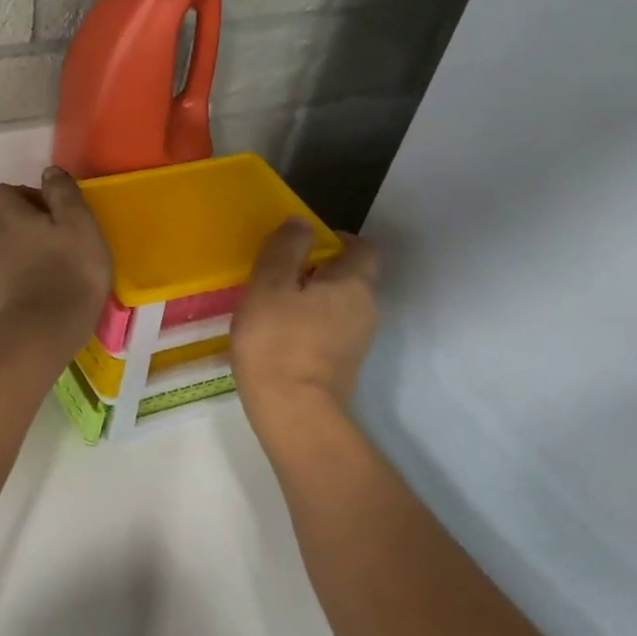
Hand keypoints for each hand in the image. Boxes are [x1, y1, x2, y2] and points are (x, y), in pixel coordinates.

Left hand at [0, 167, 112, 346]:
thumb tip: (49, 171)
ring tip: (49, 261)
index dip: (26, 196)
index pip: (3, 191)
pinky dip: (17, 272)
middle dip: (19, 221)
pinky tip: (42, 285)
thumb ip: (63, 193)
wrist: (40, 333)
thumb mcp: (80, 224)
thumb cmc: (68, 273)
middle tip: (53, 236)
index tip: (54, 212)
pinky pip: (2, 272)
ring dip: (17, 247)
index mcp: (8, 214)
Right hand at [232, 223, 380, 429]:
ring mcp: (358, 342)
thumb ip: (284, 250)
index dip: (338, 239)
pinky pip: (329, 331)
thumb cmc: (278, 342)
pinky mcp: (343, 366)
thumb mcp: (269, 286)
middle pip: (350, 278)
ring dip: (312, 300)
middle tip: (278, 273)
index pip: (362, 248)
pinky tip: (279, 336)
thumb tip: (302, 223)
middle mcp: (366, 309)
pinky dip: (309, 325)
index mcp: (353, 284)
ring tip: (273, 306)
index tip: (304, 243)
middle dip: (319, 270)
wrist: (294, 412)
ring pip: (338, 306)